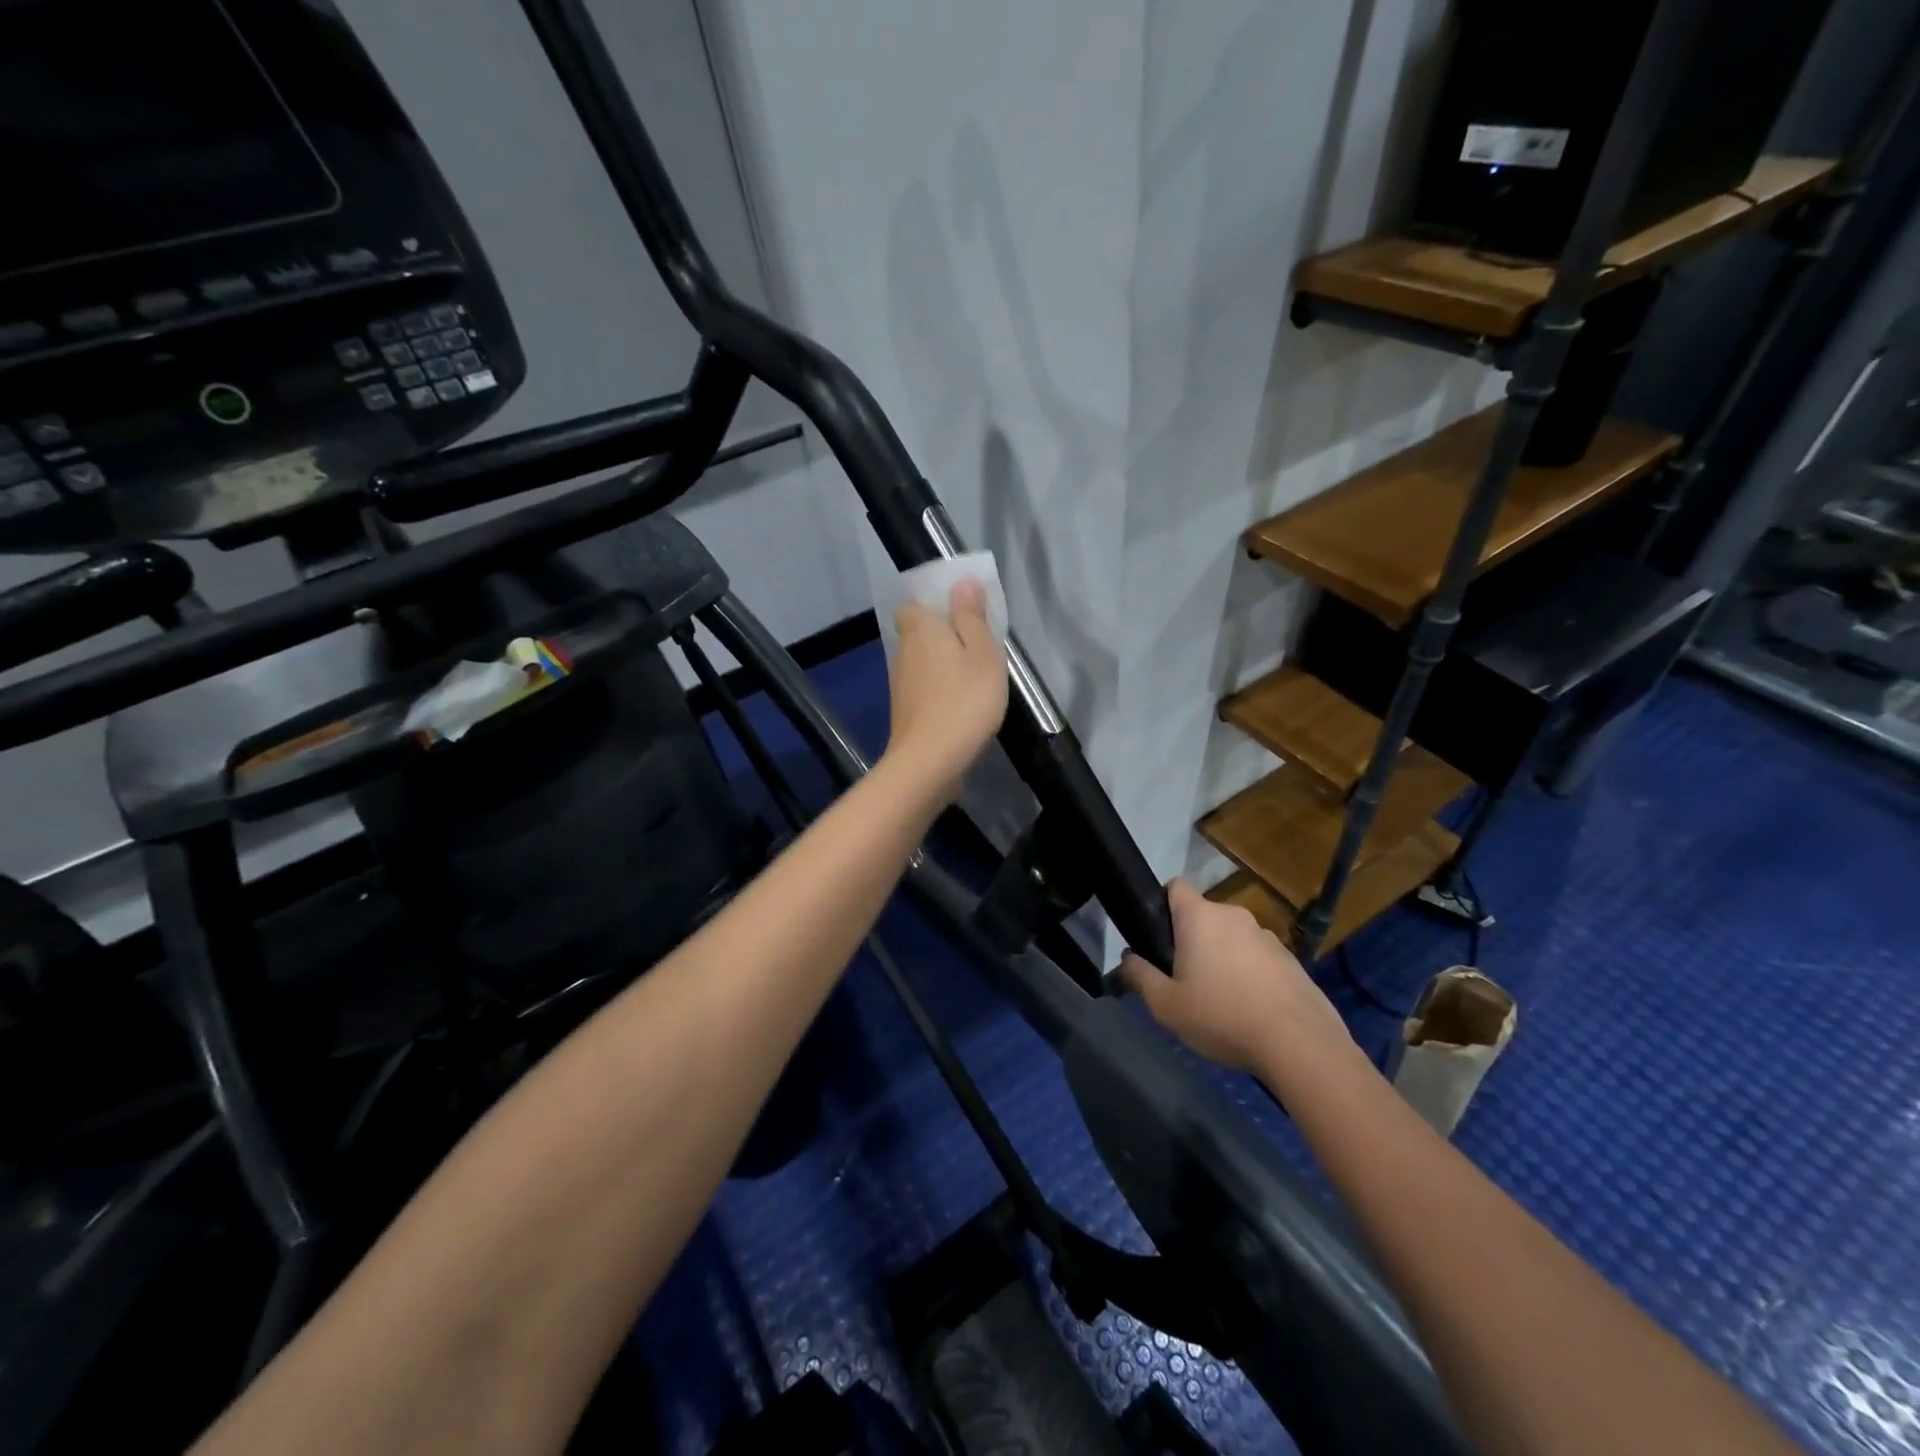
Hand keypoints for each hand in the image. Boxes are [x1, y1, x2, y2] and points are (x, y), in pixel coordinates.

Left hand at [885, 578, 1008, 801]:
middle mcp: (903, 652)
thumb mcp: (981, 653)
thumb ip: (971, 616)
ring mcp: (901, 685)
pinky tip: (961, 702)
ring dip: (942, 663)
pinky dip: (939, 689)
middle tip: (976, 644)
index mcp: (920, 629)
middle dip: (941, 634)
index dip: (933, 604)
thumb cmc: (964, 700)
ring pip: (921, 662)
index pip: (913, 604)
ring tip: (974, 674)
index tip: (961, 612)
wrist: (930, 761)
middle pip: (918, 633)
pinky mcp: (905, 712)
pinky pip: (924, 688)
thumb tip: (962, 581)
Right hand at [1119, 880, 1355, 1075]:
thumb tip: (1126, 960)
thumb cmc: (1223, 1017)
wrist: (1301, 1046)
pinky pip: (1259, 959)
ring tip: (1221, 1001)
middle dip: (1192, 940)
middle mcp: (1235, 916)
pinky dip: (1251, 975)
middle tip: (1184, 979)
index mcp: (1200, 917)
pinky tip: (1252, 1011)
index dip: (1162, 904)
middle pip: (1203, 917)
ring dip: (1223, 958)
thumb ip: (1140, 977)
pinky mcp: (1292, 961)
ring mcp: (1268, 937)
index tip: (1158, 937)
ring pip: (1233, 939)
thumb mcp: (1166, 1005)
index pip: (1175, 887)